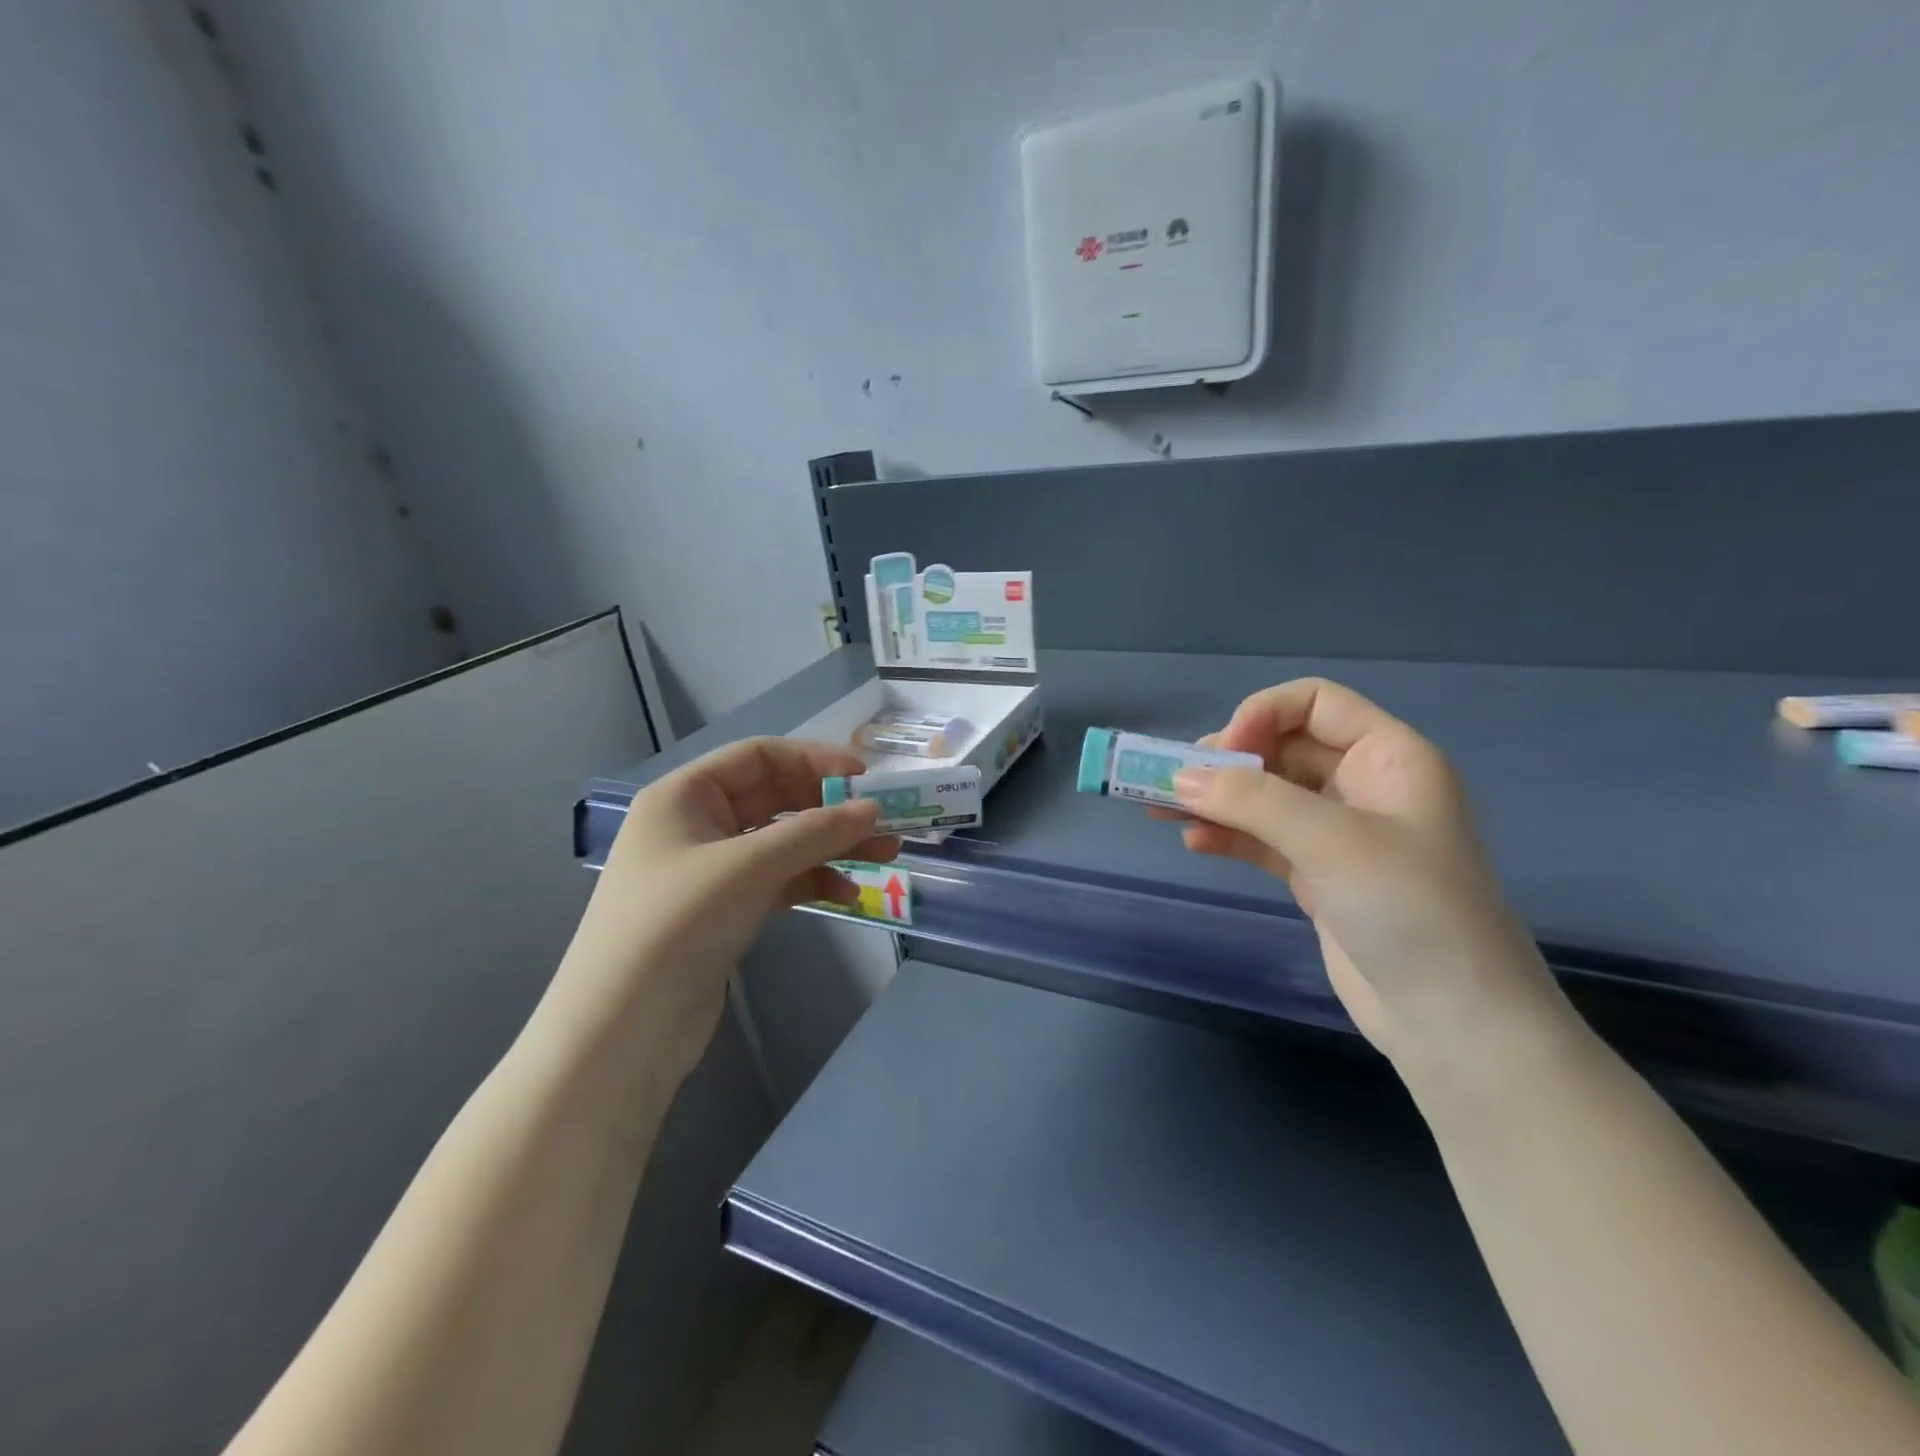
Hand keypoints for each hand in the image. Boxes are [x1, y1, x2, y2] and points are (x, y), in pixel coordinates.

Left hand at [548, 738, 897, 1085]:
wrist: (623, 1029)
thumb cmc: (677, 924)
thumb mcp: (749, 867)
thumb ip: (815, 832)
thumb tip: (873, 810)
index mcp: (685, 795)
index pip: (759, 756)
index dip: (814, 759)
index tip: (865, 776)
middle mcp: (696, 824)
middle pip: (775, 799)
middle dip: (831, 808)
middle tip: (884, 821)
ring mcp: (710, 870)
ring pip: (782, 842)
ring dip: (830, 846)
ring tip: (885, 856)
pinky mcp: (724, 910)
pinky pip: (777, 880)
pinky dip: (812, 881)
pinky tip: (847, 894)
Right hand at [1170, 680, 1576, 1073]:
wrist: (1456, 1023)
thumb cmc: (1409, 909)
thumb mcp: (1330, 841)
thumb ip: (1250, 801)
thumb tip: (1178, 778)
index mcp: (1388, 756)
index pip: (1315, 702)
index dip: (1262, 715)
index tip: (1221, 753)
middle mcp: (1363, 785)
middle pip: (1281, 747)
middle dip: (1225, 761)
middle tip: (1174, 783)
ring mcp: (1339, 833)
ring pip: (1265, 796)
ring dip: (1216, 799)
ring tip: (1161, 810)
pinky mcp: (1318, 875)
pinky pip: (1262, 838)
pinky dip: (1227, 835)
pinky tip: (1193, 843)